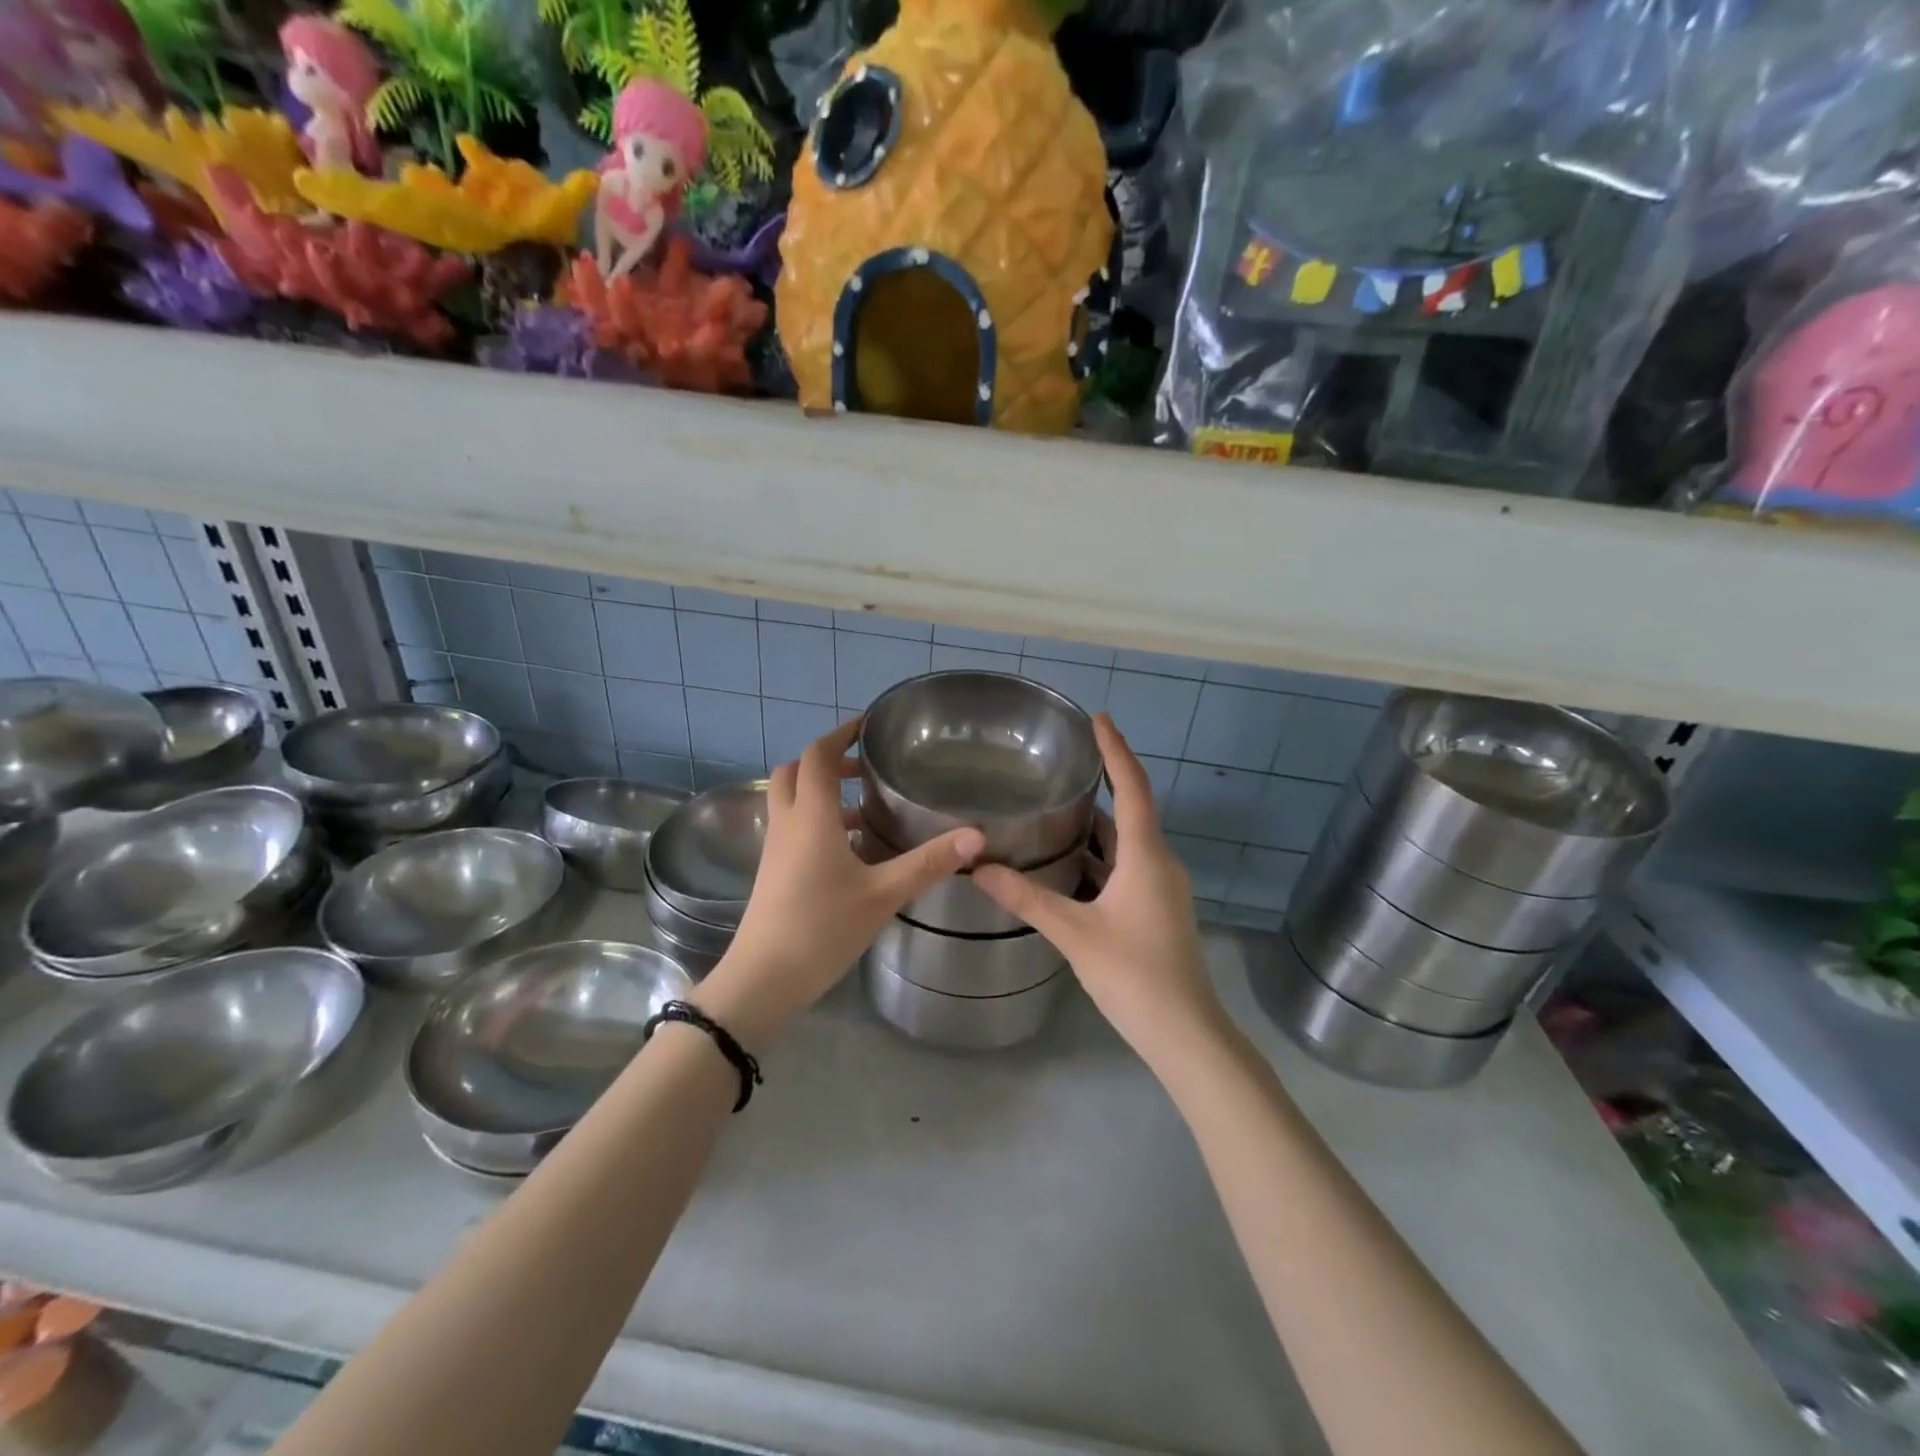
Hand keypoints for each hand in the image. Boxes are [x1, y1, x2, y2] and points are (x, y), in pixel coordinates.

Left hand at [697, 719, 984, 1048]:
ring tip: (866, 808)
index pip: (818, 756)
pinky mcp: (773, 872)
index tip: (867, 726)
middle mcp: (788, 824)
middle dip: (826, 760)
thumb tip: (977, 836)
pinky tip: (851, 850)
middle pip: (794, 771)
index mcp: (811, 817)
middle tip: (864, 766)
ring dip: (821, 791)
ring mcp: (775, 849)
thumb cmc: (821, 929)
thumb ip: (928, 863)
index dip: (840, 735)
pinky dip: (817, 820)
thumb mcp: (882, 895)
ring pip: (791, 800)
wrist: (763, 979)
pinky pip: (792, 828)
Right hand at [974, 715, 1224, 1066]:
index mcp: (1146, 856)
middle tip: (1064, 761)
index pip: (1132, 787)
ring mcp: (1162, 888)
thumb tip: (978, 866)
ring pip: (1127, 843)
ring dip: (1097, 824)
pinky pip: (1127, 867)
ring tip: (1056, 806)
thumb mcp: (1074, 933)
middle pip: (1131, 810)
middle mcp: (1160, 863)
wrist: (1185, 1033)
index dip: (1115, 750)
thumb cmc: (1134, 975)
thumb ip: (1026, 897)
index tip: (1098, 717)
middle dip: (1102, 782)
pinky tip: (1068, 862)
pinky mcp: (1157, 909)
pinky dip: (1100, 856)